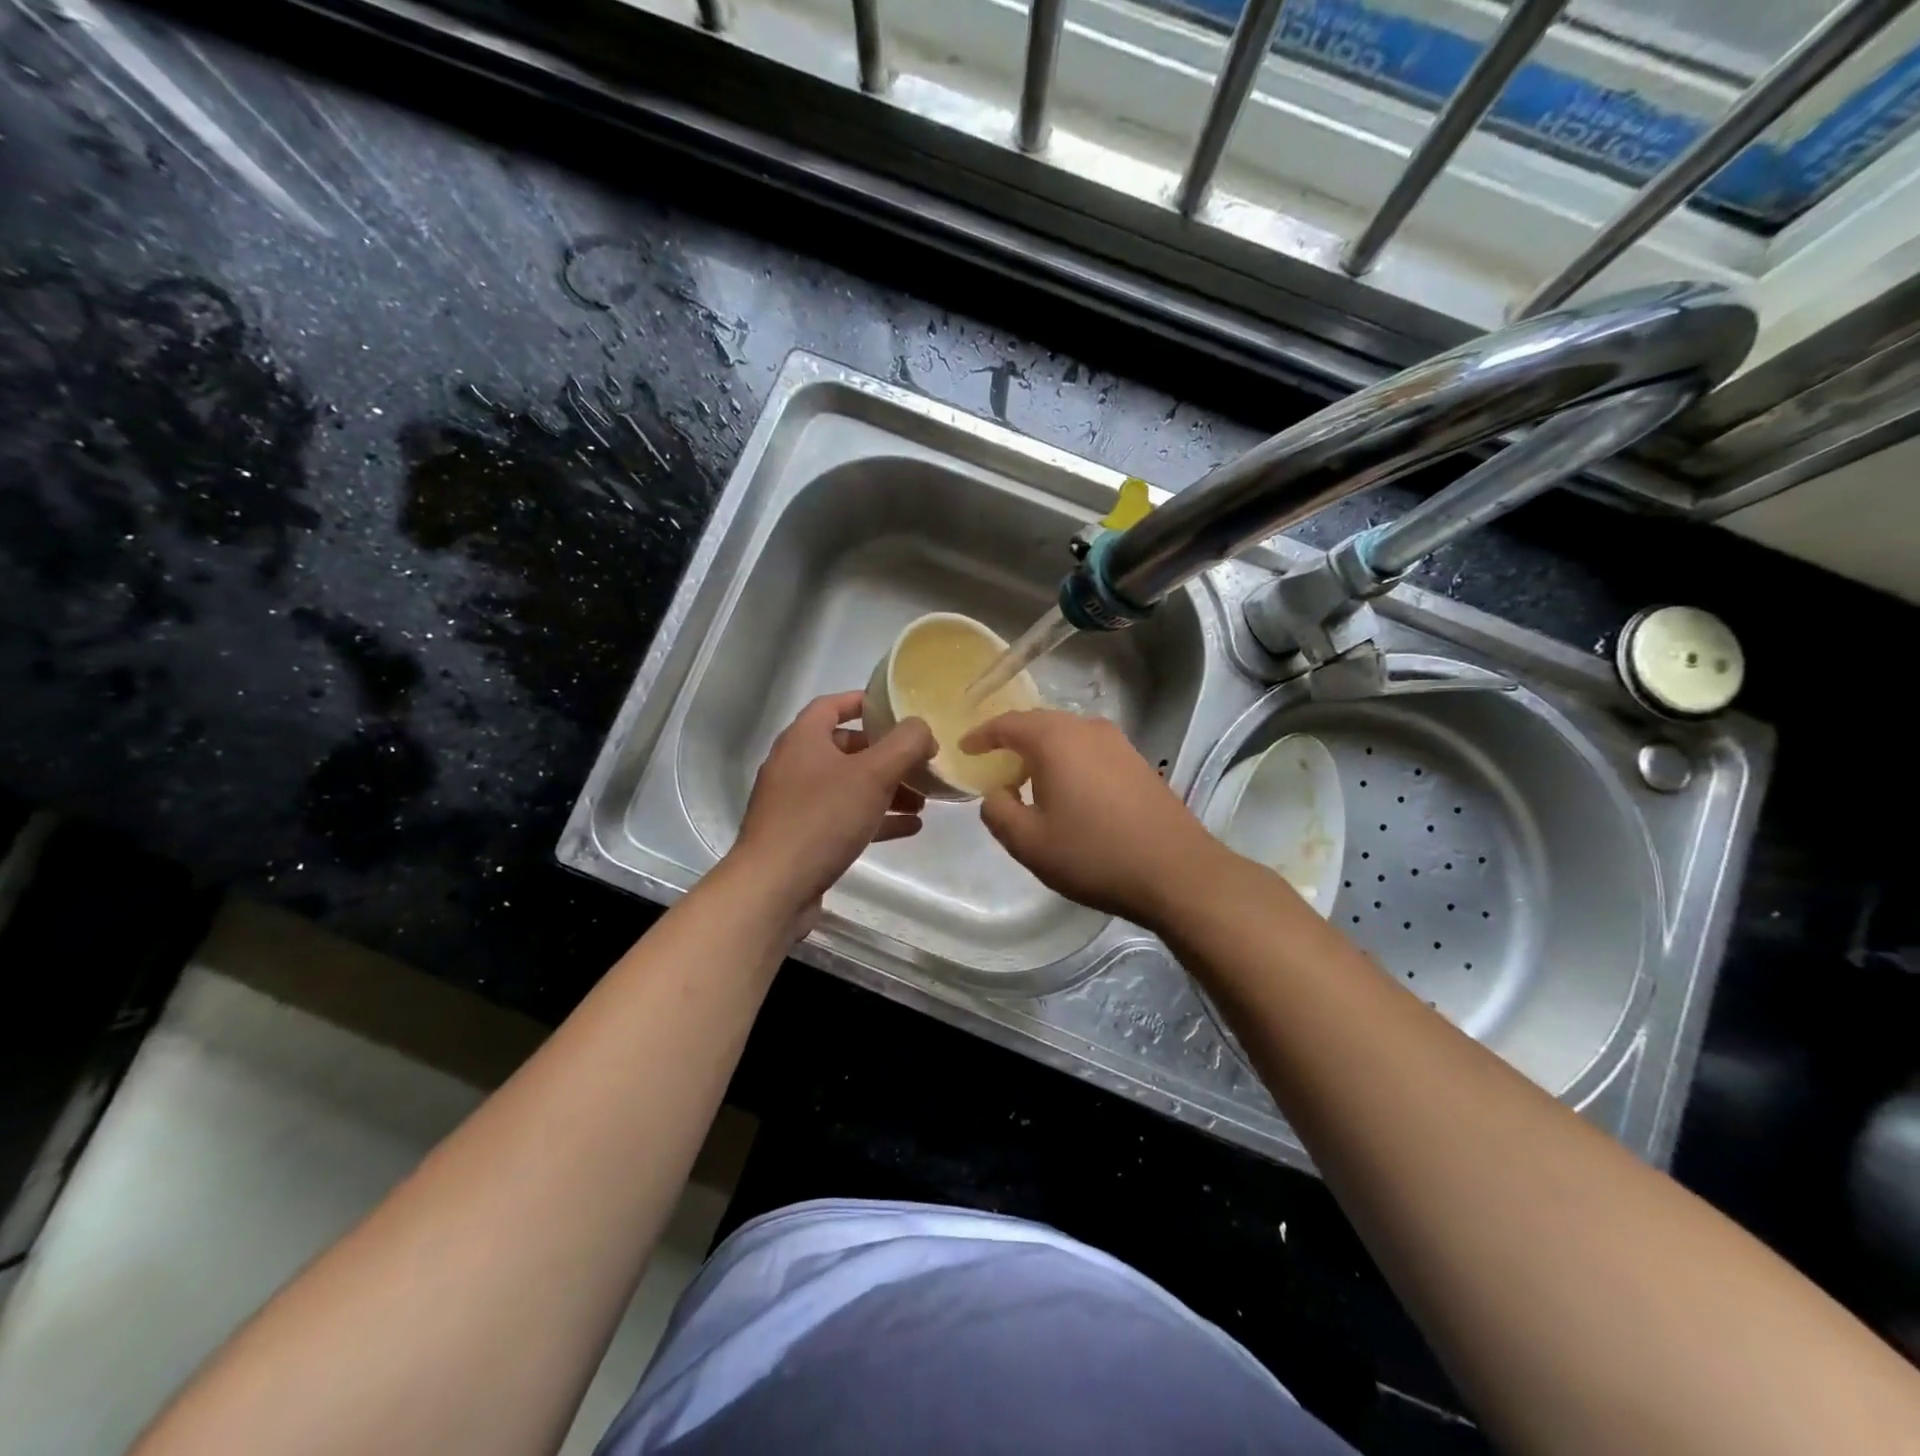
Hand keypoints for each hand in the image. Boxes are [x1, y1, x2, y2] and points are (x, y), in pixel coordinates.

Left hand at [731, 691, 935, 917]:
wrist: (773, 887)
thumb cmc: (822, 819)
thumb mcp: (873, 774)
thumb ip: (905, 744)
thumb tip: (922, 729)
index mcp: (803, 739)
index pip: (832, 705)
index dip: (864, 703)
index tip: (897, 710)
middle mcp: (795, 765)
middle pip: (846, 748)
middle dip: (886, 755)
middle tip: (920, 764)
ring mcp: (796, 804)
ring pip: (848, 786)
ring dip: (886, 790)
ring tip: (922, 801)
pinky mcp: (802, 837)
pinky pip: (844, 818)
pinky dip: (875, 818)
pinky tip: (909, 828)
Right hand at [961, 710, 1225, 929]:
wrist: (1175, 871)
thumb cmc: (1093, 854)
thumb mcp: (1029, 842)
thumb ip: (998, 812)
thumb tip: (996, 793)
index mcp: (1055, 740)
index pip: (1007, 724)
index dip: (981, 735)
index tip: (965, 749)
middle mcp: (1087, 729)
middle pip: (1039, 724)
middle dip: (1012, 740)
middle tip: (993, 764)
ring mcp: (1118, 743)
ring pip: (1067, 735)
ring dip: (1042, 751)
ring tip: (1027, 778)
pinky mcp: (1138, 761)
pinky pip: (1090, 749)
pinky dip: (1069, 760)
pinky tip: (1068, 789)